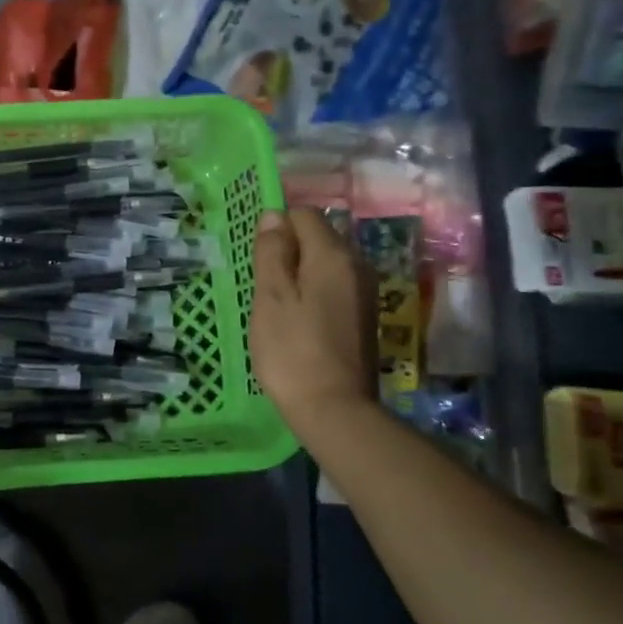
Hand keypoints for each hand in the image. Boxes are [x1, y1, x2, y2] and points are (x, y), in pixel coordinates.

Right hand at [249, 208, 377, 423]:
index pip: (304, 215)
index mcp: (333, 255)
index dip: (276, 227)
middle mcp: (357, 265)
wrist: (334, 408)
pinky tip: (298, 321)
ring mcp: (365, 292)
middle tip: (263, 286)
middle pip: (319, 237)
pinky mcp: (363, 316)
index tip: (257, 259)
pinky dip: (313, 292)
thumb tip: (273, 215)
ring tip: (277, 306)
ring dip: (300, 273)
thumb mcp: (271, 297)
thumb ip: (272, 252)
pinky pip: (334, 287)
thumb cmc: (292, 350)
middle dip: (289, 251)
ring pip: (326, 264)